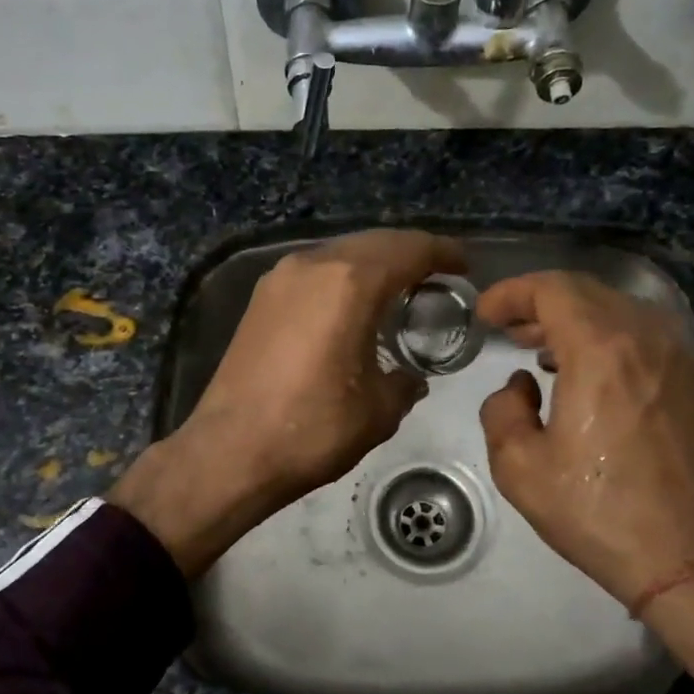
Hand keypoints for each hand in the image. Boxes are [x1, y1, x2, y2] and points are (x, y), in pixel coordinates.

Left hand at [112, 230, 464, 575]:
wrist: (230, 451)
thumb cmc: (312, 429)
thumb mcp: (378, 410)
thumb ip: (405, 382)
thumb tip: (411, 377)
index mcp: (349, 283)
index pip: (408, 249)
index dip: (442, 253)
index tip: (463, 266)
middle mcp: (312, 265)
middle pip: (373, 243)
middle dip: (409, 252)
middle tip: (436, 274)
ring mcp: (279, 279)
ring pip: (339, 254)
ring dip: (372, 262)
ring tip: (398, 288)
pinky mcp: (260, 299)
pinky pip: (314, 272)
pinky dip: (342, 278)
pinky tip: (352, 305)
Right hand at [476, 271, 693, 688]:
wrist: (693, 560)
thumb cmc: (599, 513)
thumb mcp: (520, 468)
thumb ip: (502, 410)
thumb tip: (520, 386)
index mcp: (601, 351)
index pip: (552, 289)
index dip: (511, 292)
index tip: (484, 313)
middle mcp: (647, 338)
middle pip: (586, 292)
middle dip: (539, 303)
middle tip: (507, 328)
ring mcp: (680, 357)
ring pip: (618, 310)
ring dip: (574, 319)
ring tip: (541, 349)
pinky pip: (643, 336)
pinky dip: (607, 337)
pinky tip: (587, 372)